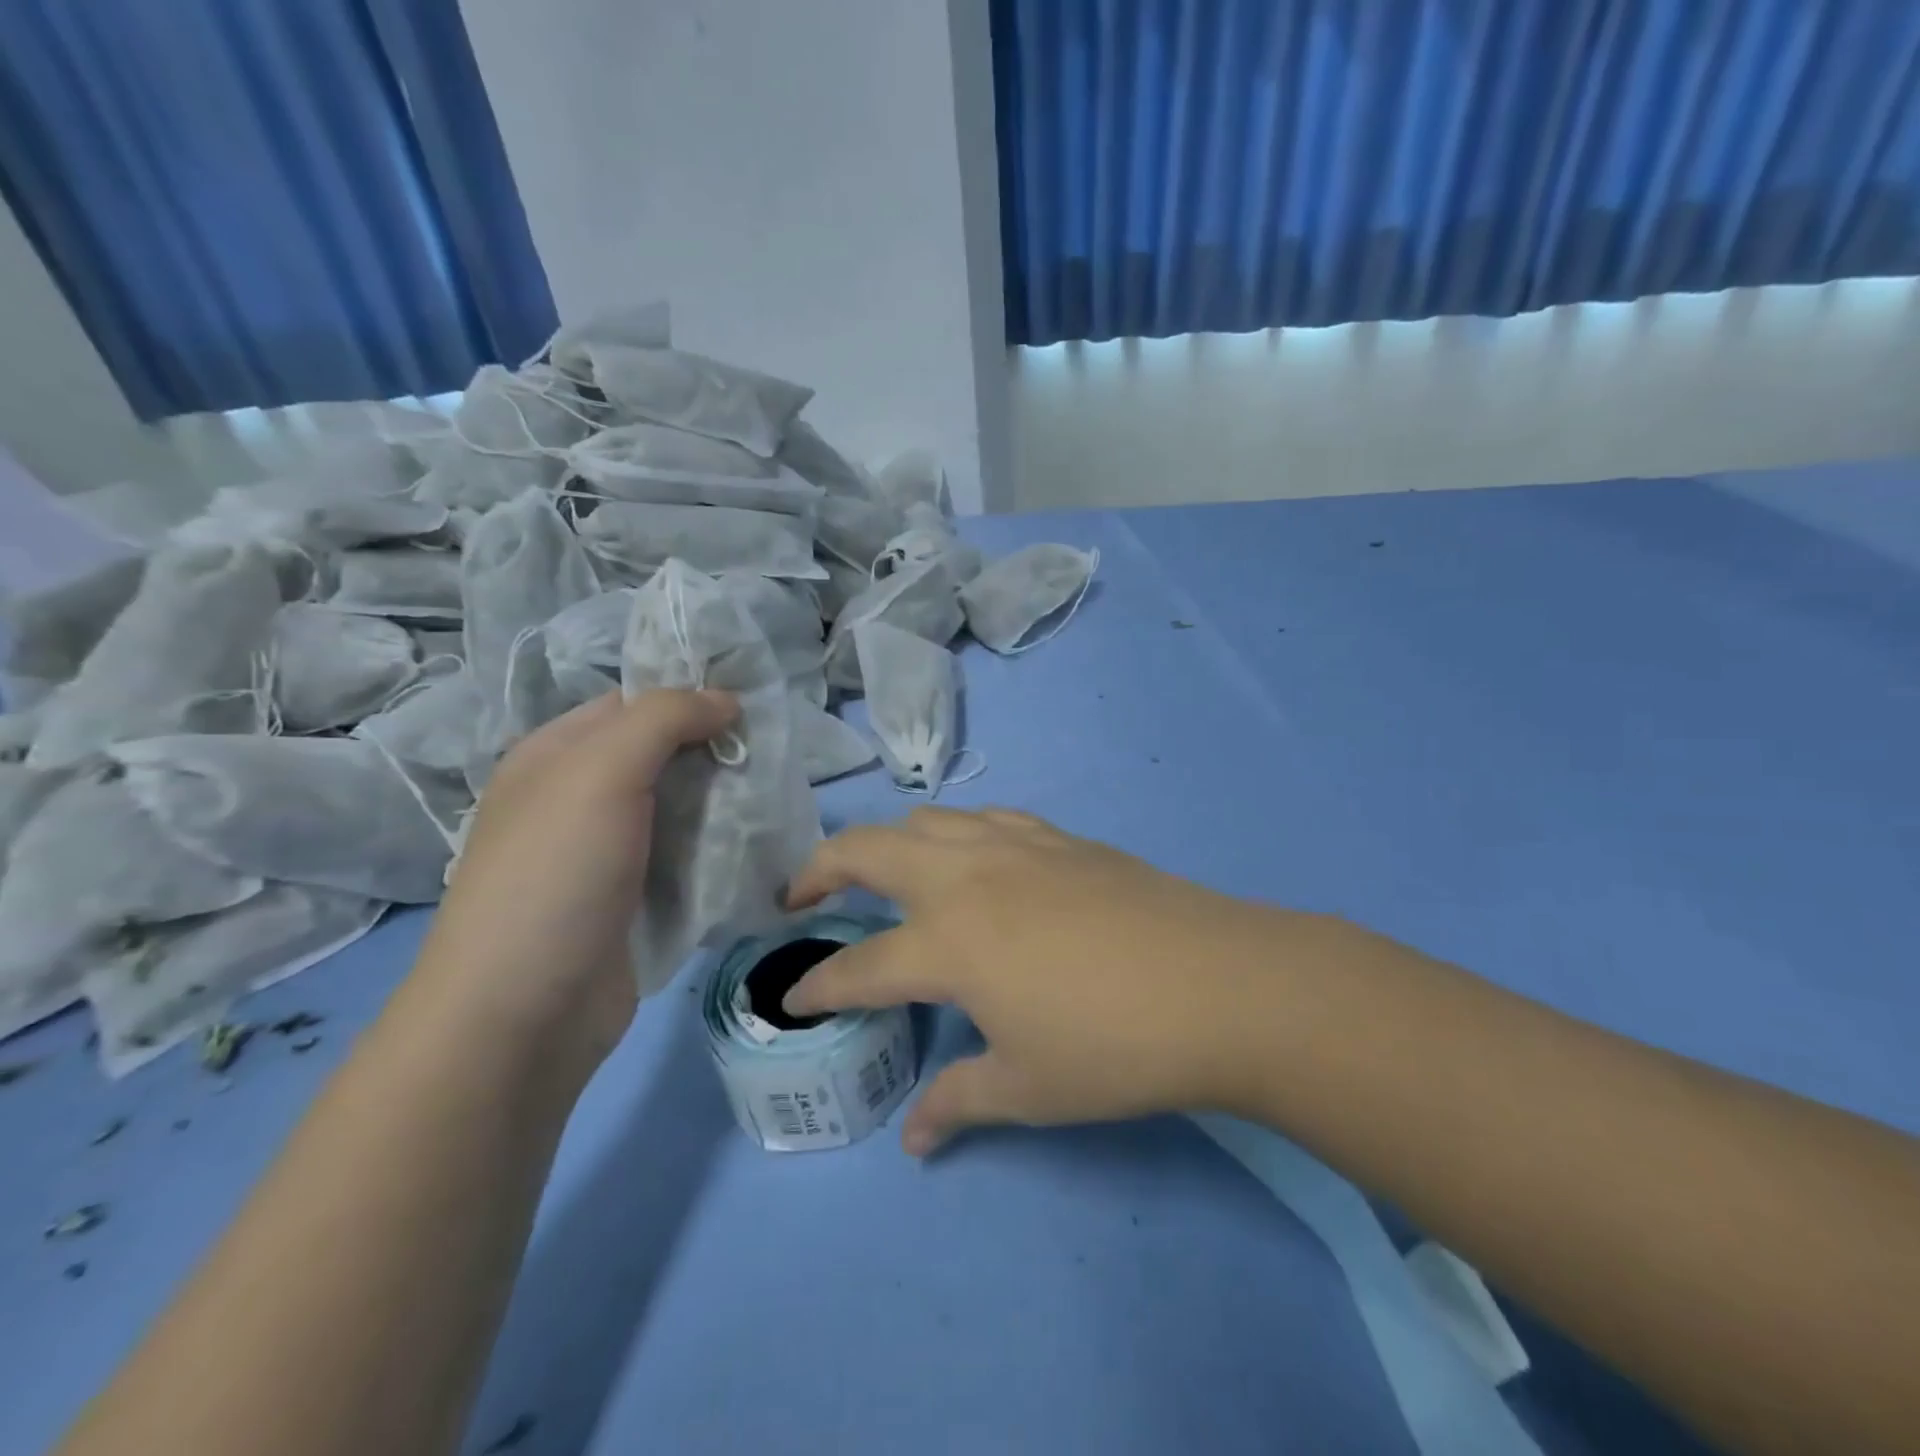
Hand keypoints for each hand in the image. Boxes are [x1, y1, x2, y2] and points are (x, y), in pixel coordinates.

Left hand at [417, 689, 738, 1062]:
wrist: (524, 1014)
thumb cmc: (555, 876)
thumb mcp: (601, 773)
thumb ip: (664, 719)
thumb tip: (725, 699)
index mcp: (557, 755)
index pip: (633, 703)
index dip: (691, 695)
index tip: (753, 705)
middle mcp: (581, 797)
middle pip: (664, 754)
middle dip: (717, 750)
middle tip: (775, 754)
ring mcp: (610, 851)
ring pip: (682, 806)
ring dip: (727, 800)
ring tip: (777, 796)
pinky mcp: (638, 898)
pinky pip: (689, 855)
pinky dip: (722, 847)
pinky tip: (759, 843)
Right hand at [783, 807, 1313, 1153]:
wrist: (1220, 984)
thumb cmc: (1115, 1046)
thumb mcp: (1028, 1089)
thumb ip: (959, 1102)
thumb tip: (914, 1140)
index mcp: (947, 943)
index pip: (858, 966)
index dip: (820, 986)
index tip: (797, 998)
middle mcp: (965, 878)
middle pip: (867, 850)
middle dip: (819, 869)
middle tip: (801, 897)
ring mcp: (1013, 846)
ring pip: (925, 820)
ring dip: (889, 842)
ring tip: (885, 874)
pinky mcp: (1057, 837)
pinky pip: (984, 818)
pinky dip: (955, 833)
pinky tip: (972, 861)